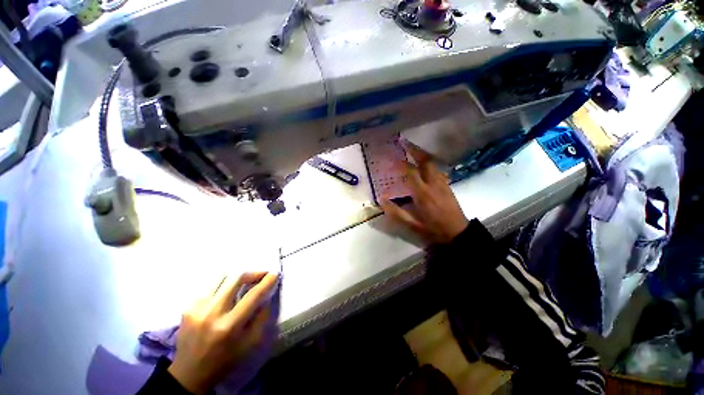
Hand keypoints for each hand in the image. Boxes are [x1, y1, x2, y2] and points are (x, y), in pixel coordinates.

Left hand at [168, 272, 278, 393]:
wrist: (189, 373)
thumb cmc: (224, 361)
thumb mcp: (250, 344)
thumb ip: (261, 317)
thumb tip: (267, 296)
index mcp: (229, 326)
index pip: (253, 295)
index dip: (267, 281)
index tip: (275, 273)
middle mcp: (212, 313)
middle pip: (236, 278)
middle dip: (253, 273)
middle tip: (260, 275)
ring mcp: (197, 308)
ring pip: (221, 277)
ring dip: (237, 277)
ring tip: (244, 281)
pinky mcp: (187, 307)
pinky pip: (209, 286)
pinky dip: (222, 284)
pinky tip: (226, 292)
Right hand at [381, 142, 468, 243]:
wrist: (458, 233)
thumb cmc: (433, 229)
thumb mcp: (412, 225)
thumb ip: (396, 212)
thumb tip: (382, 200)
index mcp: (423, 193)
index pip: (411, 172)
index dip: (402, 164)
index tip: (393, 158)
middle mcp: (433, 184)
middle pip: (426, 161)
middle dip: (415, 150)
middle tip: (405, 143)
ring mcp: (442, 183)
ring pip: (433, 164)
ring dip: (423, 155)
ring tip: (413, 150)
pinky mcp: (448, 185)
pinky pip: (438, 169)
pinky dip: (430, 163)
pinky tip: (425, 165)